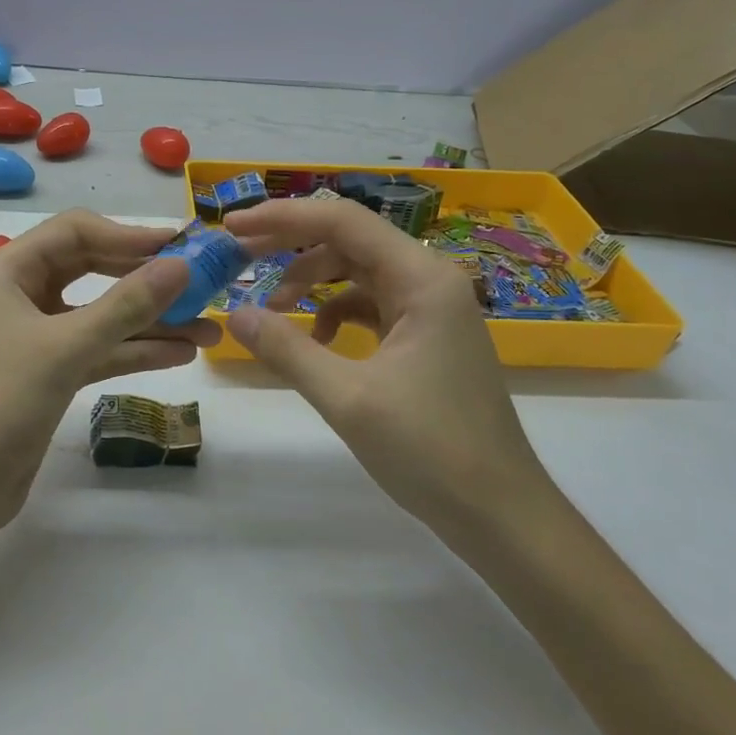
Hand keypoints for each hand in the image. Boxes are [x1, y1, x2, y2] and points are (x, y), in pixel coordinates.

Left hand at [0, 210, 220, 535]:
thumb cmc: (0, 402)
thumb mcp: (66, 347)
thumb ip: (127, 305)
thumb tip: (181, 265)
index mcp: (7, 270)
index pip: (75, 232)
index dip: (129, 235)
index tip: (180, 246)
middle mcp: (19, 293)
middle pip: (92, 268)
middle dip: (145, 278)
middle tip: (199, 281)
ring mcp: (35, 335)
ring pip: (100, 313)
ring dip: (150, 320)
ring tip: (208, 327)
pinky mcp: (48, 372)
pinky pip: (98, 348)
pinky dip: (135, 350)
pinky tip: (180, 353)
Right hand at [222, 197, 552, 541]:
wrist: (503, 517)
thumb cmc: (431, 451)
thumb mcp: (347, 398)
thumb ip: (286, 349)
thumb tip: (234, 314)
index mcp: (422, 279)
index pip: (342, 221)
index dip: (282, 217)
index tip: (232, 225)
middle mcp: (429, 281)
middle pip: (348, 241)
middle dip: (290, 246)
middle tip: (238, 257)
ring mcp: (431, 309)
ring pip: (356, 272)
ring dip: (311, 283)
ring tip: (273, 312)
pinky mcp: (426, 337)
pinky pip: (369, 305)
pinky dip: (333, 314)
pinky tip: (315, 343)